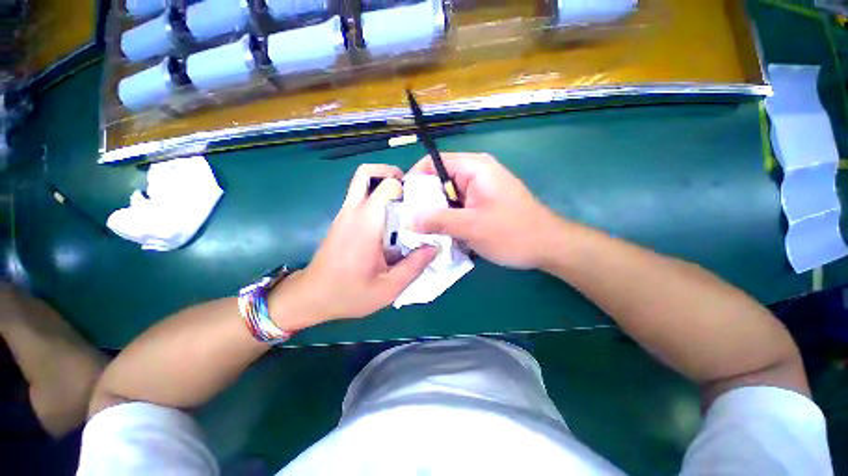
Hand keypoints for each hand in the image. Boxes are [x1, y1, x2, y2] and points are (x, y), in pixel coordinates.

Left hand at [272, 165, 436, 326]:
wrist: (311, 297)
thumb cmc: (349, 293)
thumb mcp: (389, 288)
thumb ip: (415, 266)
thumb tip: (435, 246)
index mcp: (366, 223)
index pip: (387, 185)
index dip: (408, 189)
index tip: (421, 204)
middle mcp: (353, 211)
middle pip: (368, 172)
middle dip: (392, 175)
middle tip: (411, 195)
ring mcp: (344, 213)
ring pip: (362, 182)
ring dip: (384, 186)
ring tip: (403, 207)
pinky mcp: (342, 220)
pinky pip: (360, 196)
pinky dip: (376, 198)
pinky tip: (389, 223)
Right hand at [408, 153, 562, 268]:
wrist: (548, 246)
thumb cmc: (513, 233)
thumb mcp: (471, 227)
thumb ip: (438, 221)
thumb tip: (408, 220)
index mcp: (474, 168)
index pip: (433, 162)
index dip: (415, 179)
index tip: (403, 201)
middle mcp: (476, 173)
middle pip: (439, 180)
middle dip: (424, 201)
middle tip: (411, 222)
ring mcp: (480, 189)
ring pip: (447, 196)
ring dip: (436, 213)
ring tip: (423, 231)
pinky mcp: (483, 203)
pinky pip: (458, 206)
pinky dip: (449, 219)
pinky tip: (443, 234)